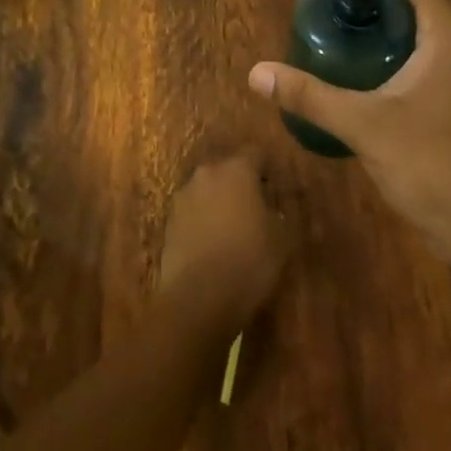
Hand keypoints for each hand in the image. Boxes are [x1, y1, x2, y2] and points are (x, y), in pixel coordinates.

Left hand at [157, 151, 290, 329]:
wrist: (198, 297)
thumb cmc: (248, 261)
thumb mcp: (281, 239)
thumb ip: (277, 214)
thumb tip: (270, 209)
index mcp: (237, 170)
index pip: (255, 153)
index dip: (265, 168)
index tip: (273, 185)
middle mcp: (207, 173)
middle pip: (226, 169)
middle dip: (239, 183)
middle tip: (253, 207)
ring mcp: (183, 196)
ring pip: (206, 189)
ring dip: (217, 200)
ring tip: (230, 228)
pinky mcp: (169, 220)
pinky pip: (191, 211)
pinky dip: (201, 220)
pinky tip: (210, 243)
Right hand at [248, 0, 450, 269]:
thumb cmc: (433, 165)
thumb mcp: (365, 125)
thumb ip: (310, 96)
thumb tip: (257, 73)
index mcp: (446, 35)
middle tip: (323, 6)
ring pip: (414, 30)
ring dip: (376, 24)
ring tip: (332, 33)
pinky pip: (416, 58)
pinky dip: (384, 52)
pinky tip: (353, 76)